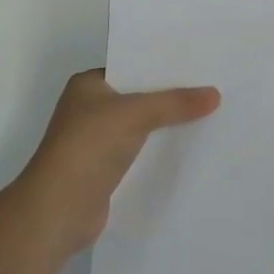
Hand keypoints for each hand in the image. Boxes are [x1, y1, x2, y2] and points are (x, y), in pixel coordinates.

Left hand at [16, 69, 219, 256]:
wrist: (58, 210)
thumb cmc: (89, 147)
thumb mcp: (135, 114)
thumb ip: (174, 103)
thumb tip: (215, 94)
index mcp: (88, 85)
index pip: (130, 66)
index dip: (161, 66)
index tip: (197, 64)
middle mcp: (90, 109)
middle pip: (138, 97)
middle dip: (169, 96)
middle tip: (210, 88)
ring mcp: (96, 142)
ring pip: (140, 127)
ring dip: (166, 126)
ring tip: (209, 116)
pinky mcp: (105, 171)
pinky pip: (140, 153)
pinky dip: (159, 152)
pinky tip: (189, 150)